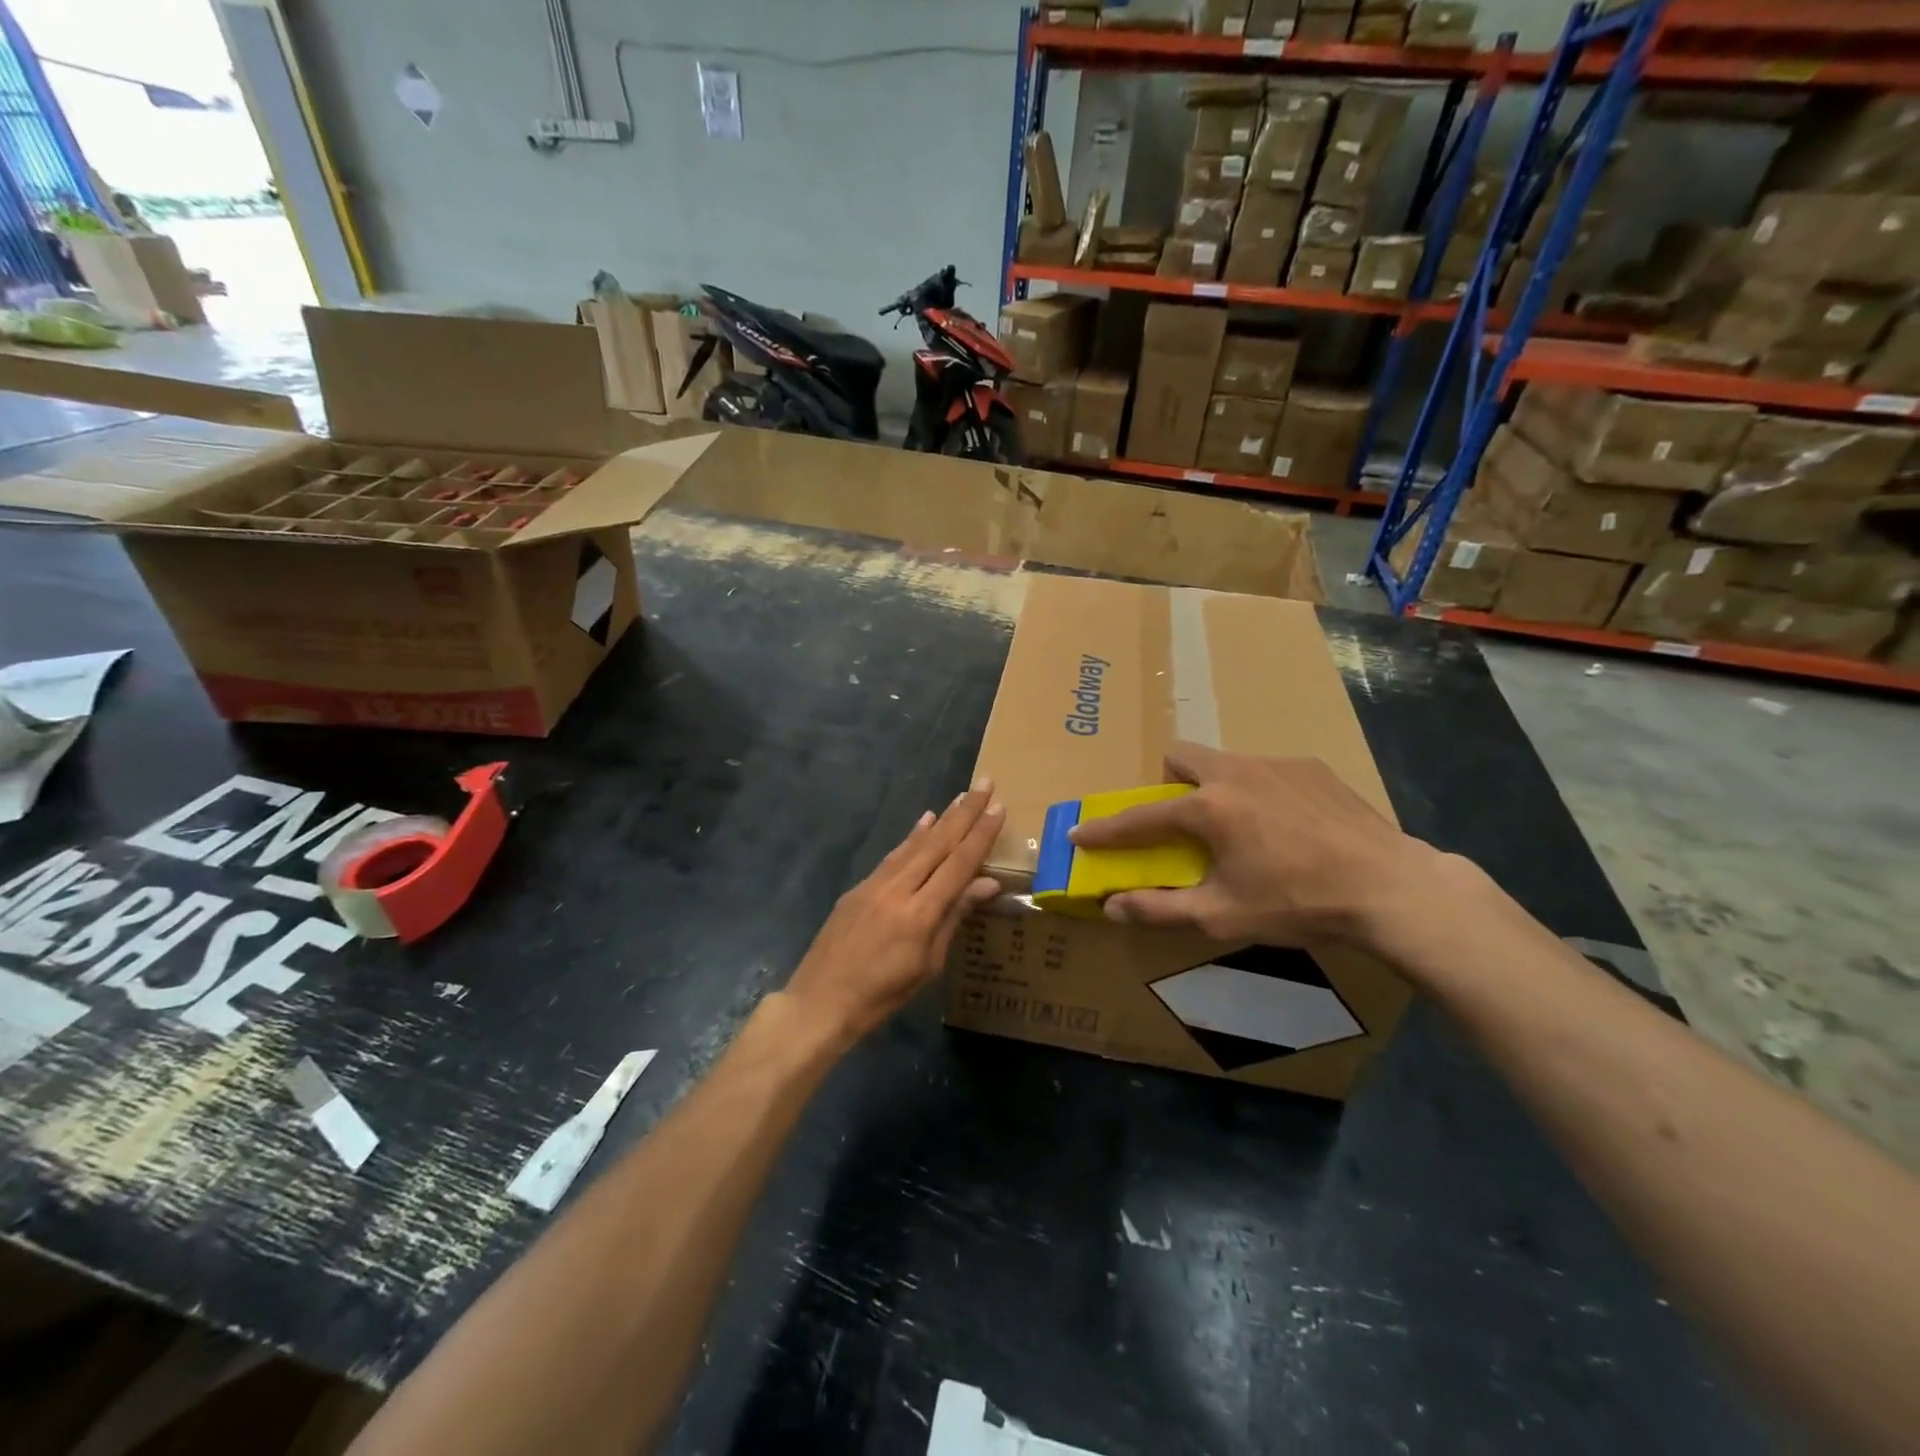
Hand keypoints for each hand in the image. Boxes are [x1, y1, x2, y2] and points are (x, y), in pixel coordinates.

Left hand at [786, 780, 1004, 1045]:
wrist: (821, 1000)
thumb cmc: (883, 994)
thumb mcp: (929, 963)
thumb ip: (954, 917)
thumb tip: (987, 883)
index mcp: (921, 912)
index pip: (959, 863)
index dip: (981, 834)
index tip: (998, 807)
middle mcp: (899, 888)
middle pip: (938, 843)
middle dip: (964, 813)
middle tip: (984, 784)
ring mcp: (875, 884)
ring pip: (914, 844)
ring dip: (941, 818)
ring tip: (960, 797)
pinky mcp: (859, 887)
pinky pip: (893, 855)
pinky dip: (912, 837)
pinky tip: (924, 822)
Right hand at [1068, 743, 1436, 948]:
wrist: (1390, 887)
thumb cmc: (1298, 902)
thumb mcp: (1222, 915)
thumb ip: (1160, 909)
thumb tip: (1111, 907)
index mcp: (1208, 808)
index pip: (1140, 817)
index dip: (1105, 829)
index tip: (1079, 833)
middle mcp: (1235, 772)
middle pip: (1181, 756)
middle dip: (1168, 783)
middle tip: (1182, 820)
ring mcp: (1277, 764)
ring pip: (1225, 761)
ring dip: (1215, 786)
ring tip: (1242, 827)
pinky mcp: (1313, 767)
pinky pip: (1267, 770)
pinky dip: (1260, 792)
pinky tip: (1287, 827)